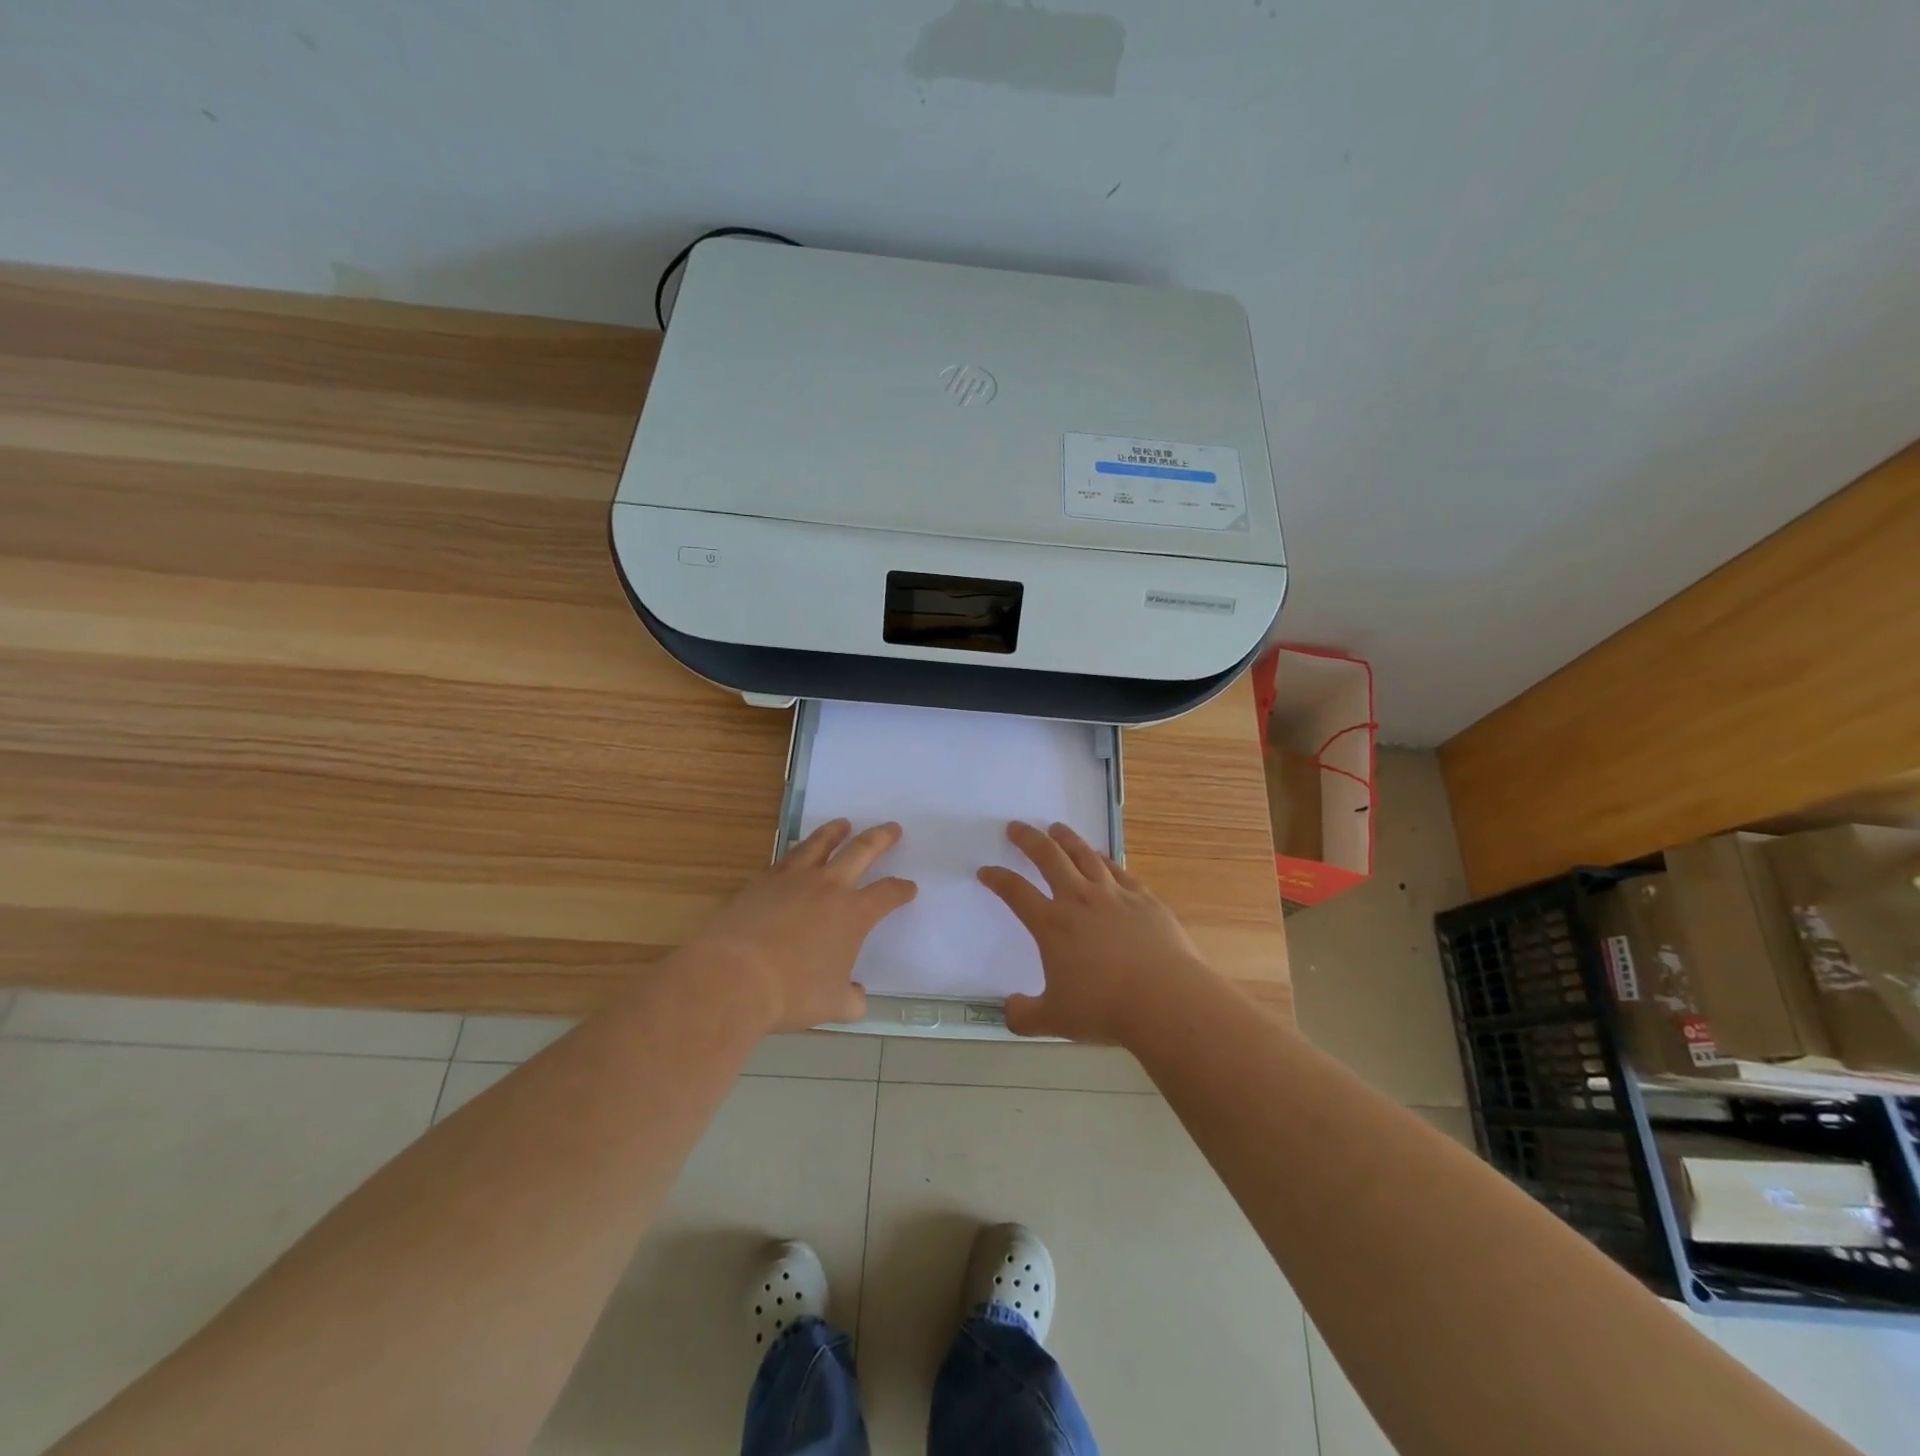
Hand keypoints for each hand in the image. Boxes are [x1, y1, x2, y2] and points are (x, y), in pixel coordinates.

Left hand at [689, 819, 916, 1033]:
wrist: (734, 976)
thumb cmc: (792, 992)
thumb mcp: (832, 1005)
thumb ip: (852, 999)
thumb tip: (858, 997)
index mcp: (854, 914)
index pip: (887, 894)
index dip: (901, 890)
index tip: (909, 888)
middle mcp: (829, 887)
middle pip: (862, 851)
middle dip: (881, 838)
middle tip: (892, 828)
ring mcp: (793, 879)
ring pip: (820, 844)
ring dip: (835, 831)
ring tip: (843, 824)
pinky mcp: (763, 881)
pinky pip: (787, 857)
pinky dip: (799, 850)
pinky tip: (798, 852)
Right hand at [978, 821, 1214, 1044]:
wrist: (1166, 999)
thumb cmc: (1105, 1009)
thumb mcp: (1055, 1020)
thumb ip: (1025, 1016)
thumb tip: (1009, 1010)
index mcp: (1052, 924)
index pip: (1016, 892)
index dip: (997, 878)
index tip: (986, 870)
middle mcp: (1080, 900)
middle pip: (1049, 858)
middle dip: (1028, 840)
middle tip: (1016, 827)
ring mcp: (1114, 895)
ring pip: (1085, 855)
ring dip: (1067, 839)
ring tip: (1056, 828)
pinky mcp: (1144, 899)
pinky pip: (1118, 870)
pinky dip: (1104, 859)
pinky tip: (1101, 857)